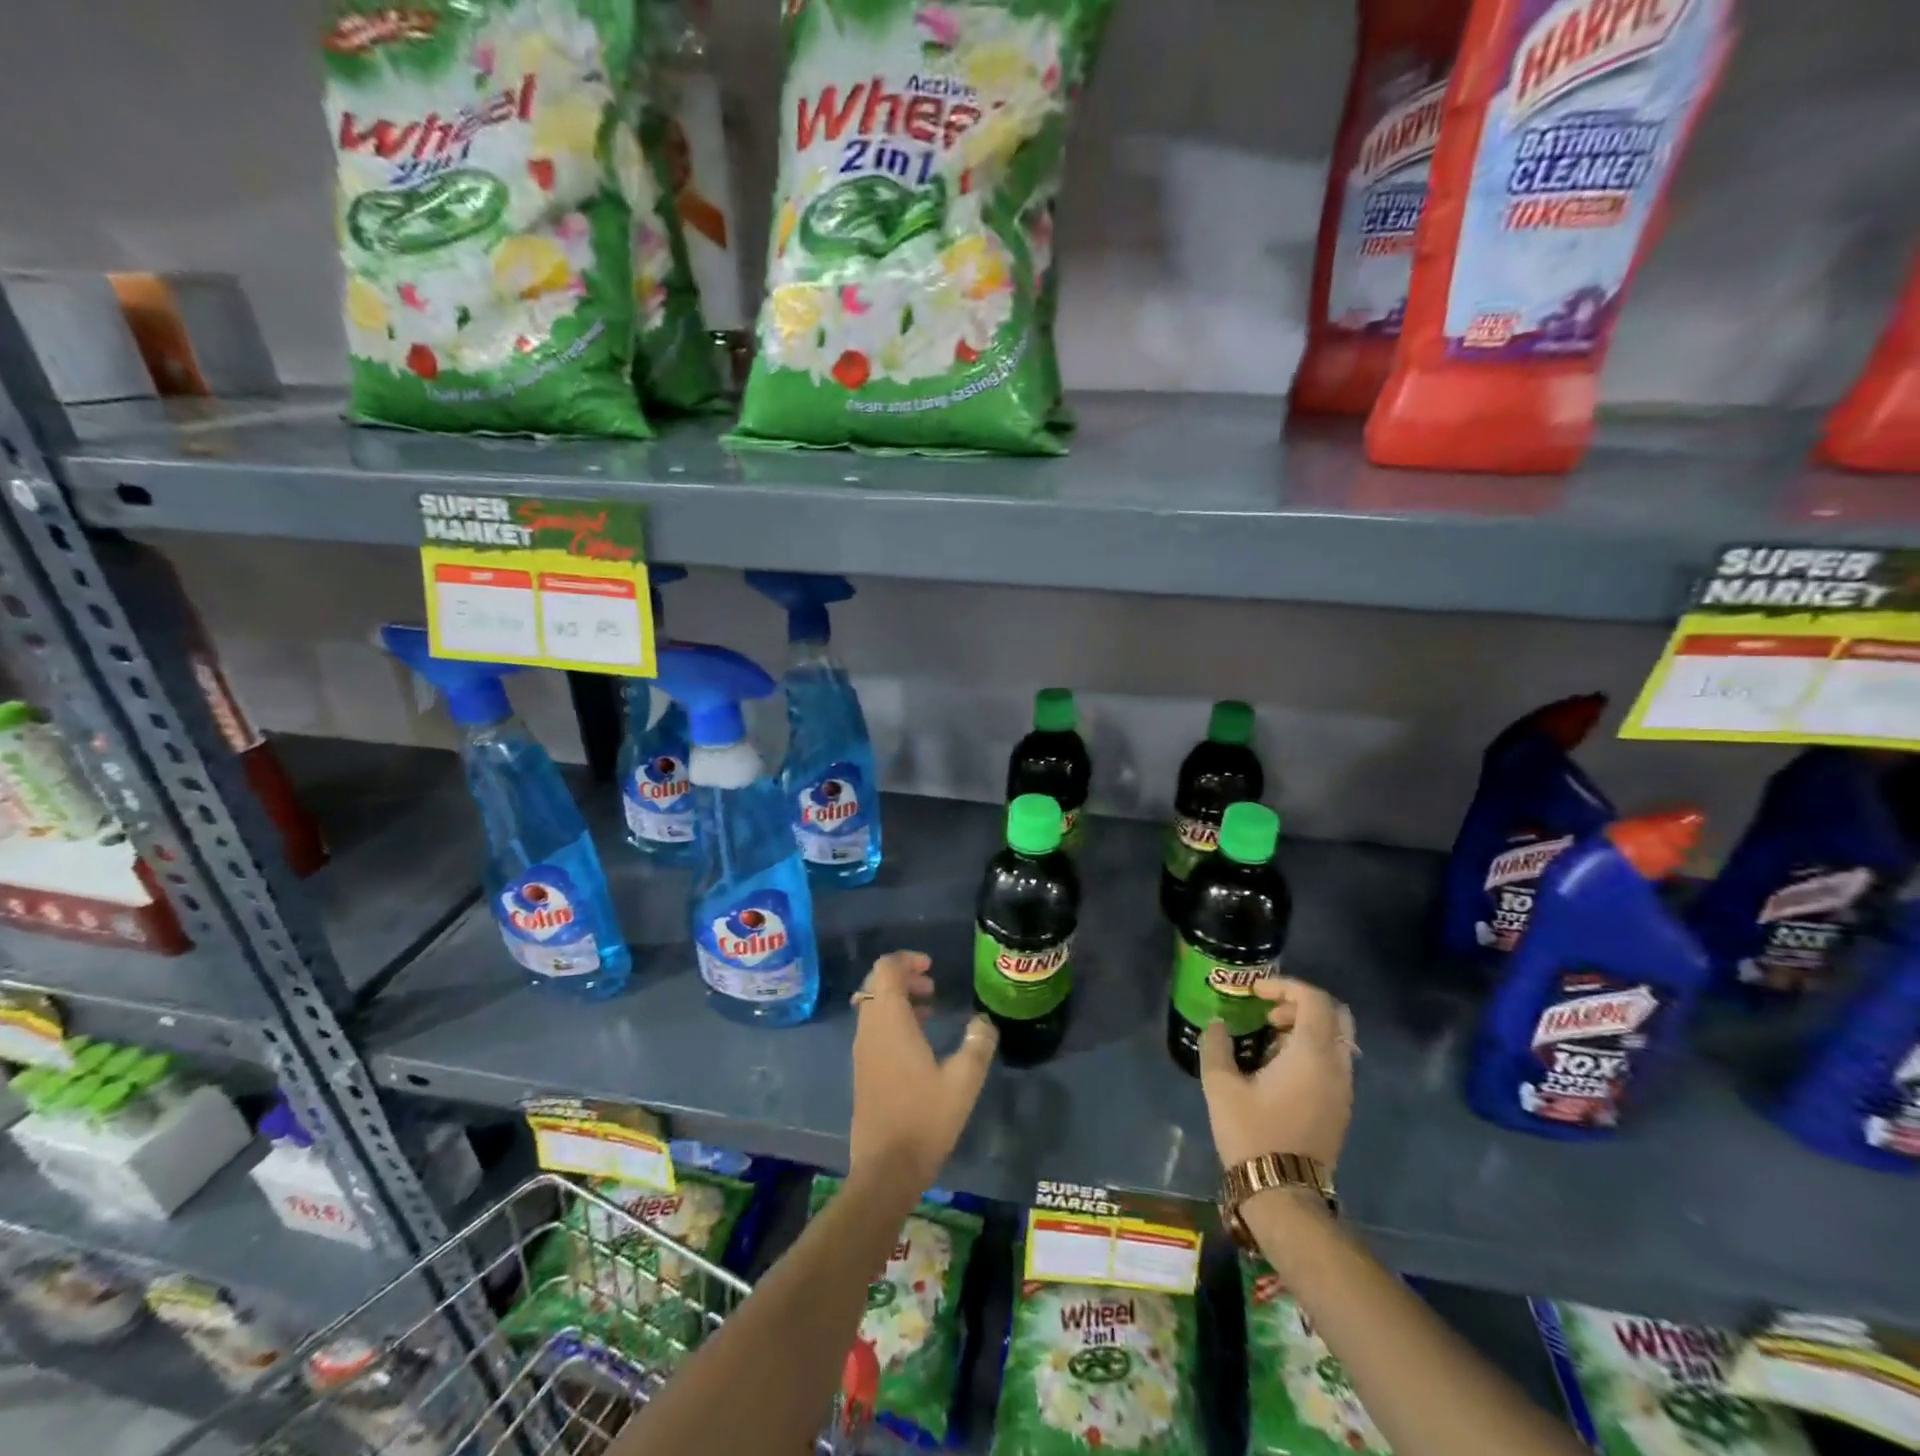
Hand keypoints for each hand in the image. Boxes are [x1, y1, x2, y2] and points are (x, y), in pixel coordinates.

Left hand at [849, 951, 996, 1196]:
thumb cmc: (925, 1119)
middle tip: (933, 986)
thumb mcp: (963, 1081)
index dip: (907, 959)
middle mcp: (869, 1029)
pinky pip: (873, 1027)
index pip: (885, 969)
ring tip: (930, 1009)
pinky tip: (918, 1041)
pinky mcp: (863, 1070)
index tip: (932, 967)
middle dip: (904, 976)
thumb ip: (977, 1044)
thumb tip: (983, 1020)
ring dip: (899, 999)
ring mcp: (862, 1050)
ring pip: (873, 1006)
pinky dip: (892, 1020)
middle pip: (876, 983)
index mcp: (889, 1021)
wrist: (885, 1169)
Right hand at [1198, 976, 1354, 1170]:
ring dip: (1306, 1027)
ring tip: (1269, 1038)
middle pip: (1337, 1015)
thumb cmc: (1252, 1134)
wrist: (1284, 1195)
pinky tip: (1279, 1066)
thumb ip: (1216, 1046)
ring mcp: (1343, 1089)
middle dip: (1302, 1003)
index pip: (1315, 1000)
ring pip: (1337, 1039)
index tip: (1255, 992)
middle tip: (1269, 1011)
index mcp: (1312, 1054)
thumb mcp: (1221, 1086)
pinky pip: (1334, 1061)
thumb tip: (1217, 1025)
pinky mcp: (1340, 1107)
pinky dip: (1312, 1049)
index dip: (1286, 986)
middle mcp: (1337, 1066)